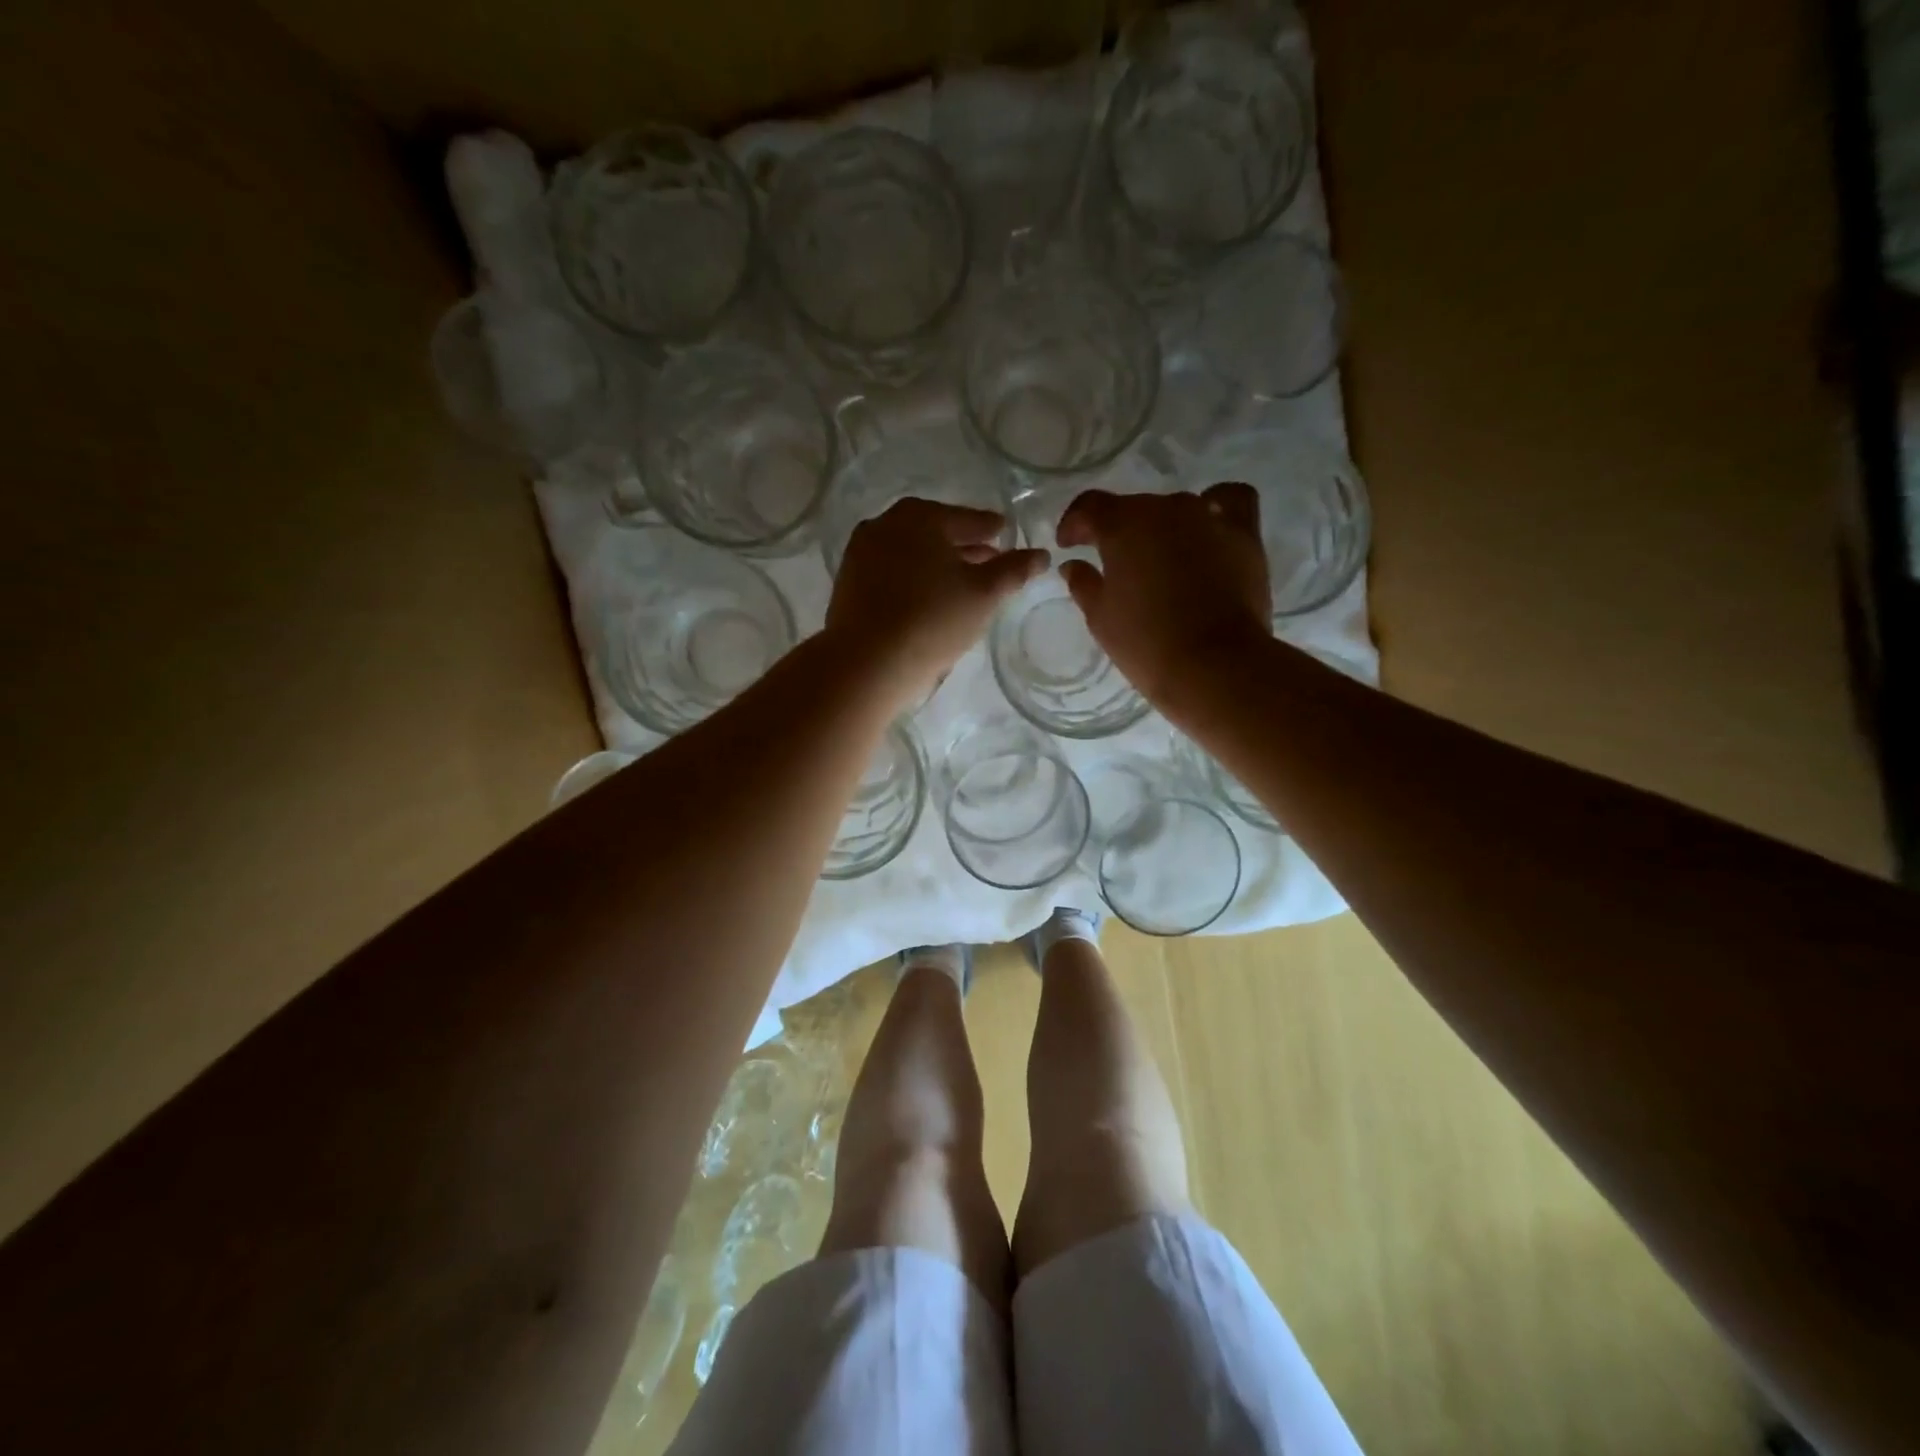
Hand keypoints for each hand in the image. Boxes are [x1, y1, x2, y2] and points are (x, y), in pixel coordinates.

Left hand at [827, 498, 1047, 708]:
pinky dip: (911, 578)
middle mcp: (885, 523)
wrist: (866, 663)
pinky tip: (924, 598)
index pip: (968, 519)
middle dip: (963, 546)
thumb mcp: (984, 594)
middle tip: (987, 560)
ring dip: (935, 563)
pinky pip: (890, 572)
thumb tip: (1042, 554)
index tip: (1005, 534)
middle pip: (935, 532)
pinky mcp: (848, 582)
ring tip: (958, 583)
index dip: (991, 528)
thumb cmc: (932, 620)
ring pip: (910, 552)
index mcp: (921, 516)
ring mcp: (861, 553)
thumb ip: (1014, 570)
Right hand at [1056, 483, 1271, 707]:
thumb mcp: (1100, 617)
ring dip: (1162, 528)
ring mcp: (1208, 517)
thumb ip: (1083, 583)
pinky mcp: (1244, 535)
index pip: (1090, 507)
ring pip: (1176, 509)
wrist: (1213, 665)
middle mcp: (1166, 508)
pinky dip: (1217, 507)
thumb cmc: (1145, 642)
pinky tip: (1208, 529)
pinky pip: (1230, 502)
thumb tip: (1074, 565)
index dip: (1074, 524)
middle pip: (1134, 509)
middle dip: (1118, 531)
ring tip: (1160, 559)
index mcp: (1123, 524)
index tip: (1067, 545)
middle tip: (1113, 563)